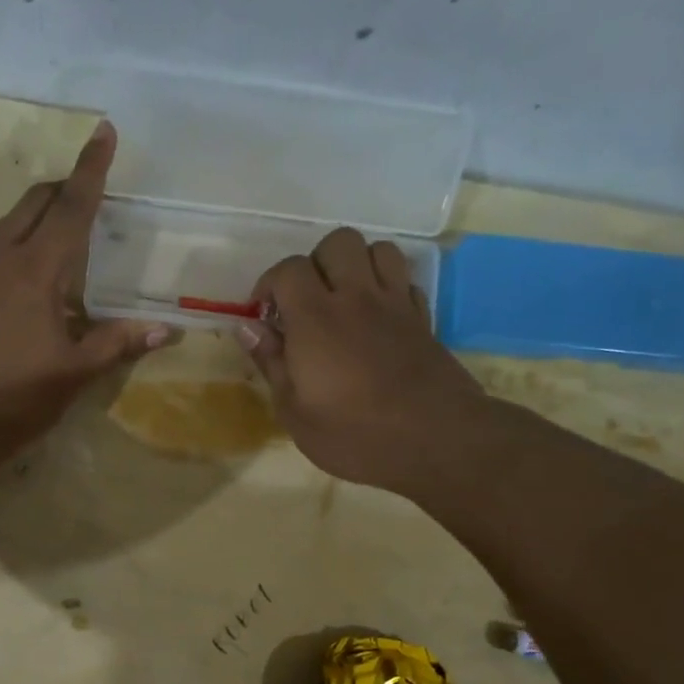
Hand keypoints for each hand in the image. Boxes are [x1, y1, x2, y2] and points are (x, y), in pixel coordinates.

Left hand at [0, 121, 171, 451]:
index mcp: (36, 270)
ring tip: (61, 231)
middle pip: (34, 203)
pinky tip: (26, 273)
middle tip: (89, 191)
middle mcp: (0, 257)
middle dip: (64, 187)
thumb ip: (118, 344)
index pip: (70, 207)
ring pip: (8, 223)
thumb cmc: (17, 395)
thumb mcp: (75, 372)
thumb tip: (167, 330)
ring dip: (37, 214)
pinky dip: (16, 241)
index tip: (104, 131)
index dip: (91, 169)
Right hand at [234, 227, 483, 494]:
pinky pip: (405, 280)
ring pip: (378, 250)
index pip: (289, 269)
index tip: (264, 315)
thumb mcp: (295, 412)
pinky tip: (376, 317)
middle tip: (305, 303)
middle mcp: (357, 297)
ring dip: (355, 266)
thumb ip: (271, 363)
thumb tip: (248, 328)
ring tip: (343, 300)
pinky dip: (387, 287)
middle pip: (337, 243)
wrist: (436, 441)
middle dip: (315, 264)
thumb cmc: (354, 434)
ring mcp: (395, 304)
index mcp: (316, 318)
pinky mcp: (423, 319)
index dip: (269, 285)